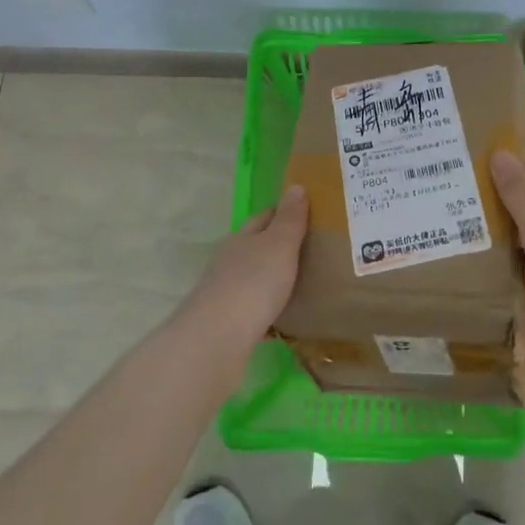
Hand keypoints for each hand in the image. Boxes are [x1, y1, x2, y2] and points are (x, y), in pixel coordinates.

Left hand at [178, 185, 308, 349]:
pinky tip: (281, 317)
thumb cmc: (253, 283)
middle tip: (307, 250)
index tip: (305, 213)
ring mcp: (223, 293)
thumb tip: (296, 186)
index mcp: (242, 238)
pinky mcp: (225, 323)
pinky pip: (251, 309)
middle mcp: (228, 261)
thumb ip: (290, 219)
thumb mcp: (279, 245)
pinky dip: (266, 309)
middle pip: (254, 247)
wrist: (216, 338)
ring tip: (298, 283)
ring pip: (251, 278)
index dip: (282, 213)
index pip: (263, 218)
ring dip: (270, 279)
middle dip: (275, 246)